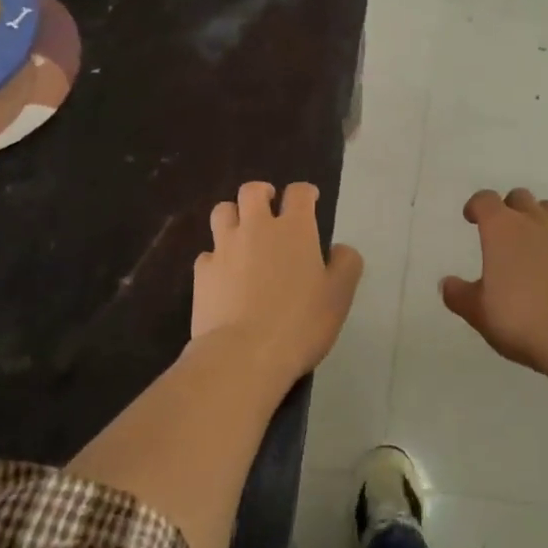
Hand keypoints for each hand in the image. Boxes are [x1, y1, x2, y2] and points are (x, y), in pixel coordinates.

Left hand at [191, 181, 363, 376]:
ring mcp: (224, 248)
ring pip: (222, 212)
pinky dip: (217, 256)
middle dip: (262, 193)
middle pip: (252, 191)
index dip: (305, 193)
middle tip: (270, 206)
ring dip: (234, 215)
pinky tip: (224, 273)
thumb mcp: (340, 295)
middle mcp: (256, 227)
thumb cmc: (300, 322)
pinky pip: (207, 252)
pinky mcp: (202, 272)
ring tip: (242, 232)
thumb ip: (346, 264)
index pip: (298, 193)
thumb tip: (338, 249)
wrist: (243, 355)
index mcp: (294, 228)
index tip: (310, 200)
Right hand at [440, 189, 547, 371]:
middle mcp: (534, 222)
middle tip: (503, 231)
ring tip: (534, 242)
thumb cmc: (518, 318)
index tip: (471, 218)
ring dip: (540, 219)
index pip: (485, 200)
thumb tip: (447, 284)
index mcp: (501, 229)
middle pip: (520, 198)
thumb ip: (459, 295)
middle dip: (509, 208)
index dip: (476, 206)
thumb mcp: (478, 312)